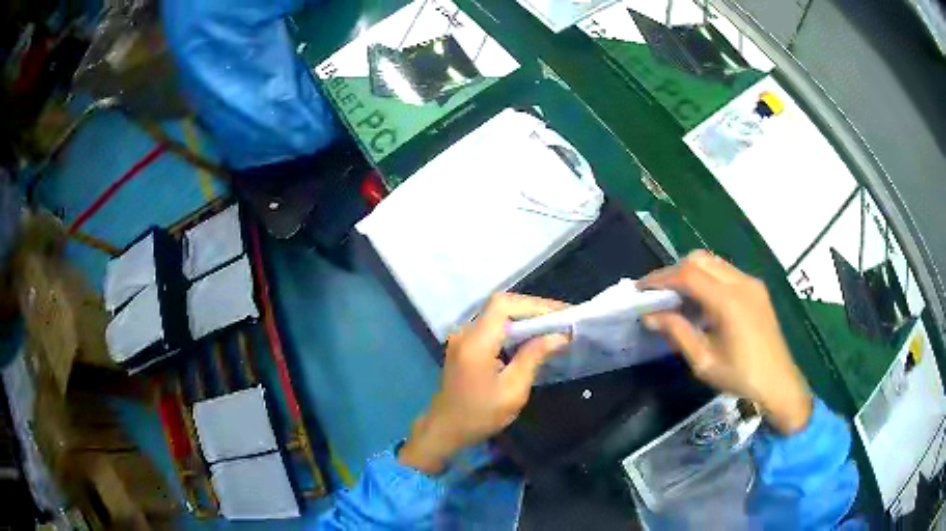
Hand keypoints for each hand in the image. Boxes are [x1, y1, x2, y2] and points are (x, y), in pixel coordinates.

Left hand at [398, 294, 569, 473]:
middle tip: (563, 319)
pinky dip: (514, 326)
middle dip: (534, 309)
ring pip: (497, 313)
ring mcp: (463, 336)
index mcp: (476, 343)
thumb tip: (559, 336)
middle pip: (501, 305)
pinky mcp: (465, 343)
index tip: (561, 314)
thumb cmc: (480, 415)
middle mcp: (466, 332)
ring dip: (525, 316)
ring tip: (553, 324)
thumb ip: (533, 358)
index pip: (504, 306)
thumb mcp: (513, 391)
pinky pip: (492, 325)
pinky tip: (532, 336)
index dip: (534, 305)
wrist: (444, 428)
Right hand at [639, 250, 811, 434]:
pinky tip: (700, 301)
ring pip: (714, 262)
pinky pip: (726, 272)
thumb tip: (650, 316)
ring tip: (675, 296)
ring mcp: (751, 283)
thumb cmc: (741, 377)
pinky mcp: (757, 289)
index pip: (688, 275)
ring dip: (691, 272)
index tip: (640, 288)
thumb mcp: (704, 361)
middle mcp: (741, 283)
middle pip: (700, 260)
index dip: (661, 278)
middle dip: (674, 271)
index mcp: (729, 301)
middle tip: (656, 292)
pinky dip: (707, 278)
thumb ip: (678, 333)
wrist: (779, 383)